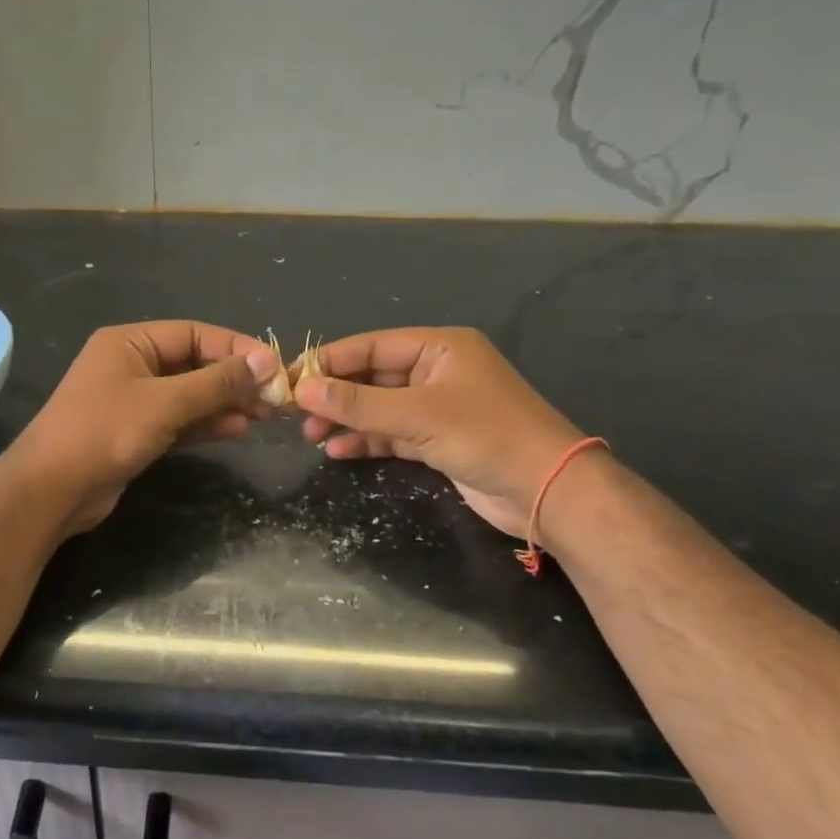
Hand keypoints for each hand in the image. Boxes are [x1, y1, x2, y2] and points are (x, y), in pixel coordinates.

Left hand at [11, 321, 279, 535]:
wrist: (50, 491)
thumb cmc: (105, 432)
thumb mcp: (165, 403)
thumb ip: (216, 382)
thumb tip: (265, 363)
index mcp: (130, 341)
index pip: (195, 334)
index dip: (237, 348)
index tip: (274, 367)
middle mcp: (131, 364)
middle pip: (194, 363)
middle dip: (234, 379)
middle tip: (274, 397)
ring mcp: (132, 400)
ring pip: (189, 394)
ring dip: (225, 402)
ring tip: (263, 415)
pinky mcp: (135, 432)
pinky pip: (179, 420)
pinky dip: (206, 423)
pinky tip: (237, 429)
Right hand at [293, 327, 586, 536]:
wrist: (549, 492)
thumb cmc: (486, 436)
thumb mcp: (417, 416)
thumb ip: (359, 403)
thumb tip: (302, 389)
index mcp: (439, 348)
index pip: (371, 347)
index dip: (329, 361)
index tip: (290, 378)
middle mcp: (437, 371)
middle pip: (373, 376)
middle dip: (336, 394)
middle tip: (297, 412)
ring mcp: (438, 407)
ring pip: (380, 407)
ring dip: (348, 419)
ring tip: (312, 434)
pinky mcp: (439, 440)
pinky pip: (393, 433)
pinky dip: (367, 440)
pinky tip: (339, 451)